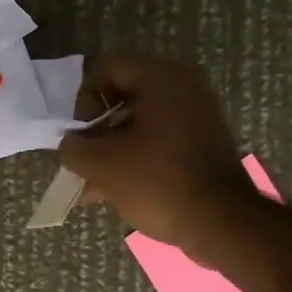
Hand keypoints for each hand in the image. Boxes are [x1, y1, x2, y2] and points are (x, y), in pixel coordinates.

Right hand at [58, 56, 254, 257]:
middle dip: (96, 131)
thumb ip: (74, 149)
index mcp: (162, 79)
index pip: (107, 68)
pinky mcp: (202, 146)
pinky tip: (114, 193)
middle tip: (84, 162)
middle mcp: (183, 89)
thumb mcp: (103, 165)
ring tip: (92, 187)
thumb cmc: (159, 183)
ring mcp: (197, 118)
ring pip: (139, 125)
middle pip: (122, 97)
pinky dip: (135, 161)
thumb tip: (69, 145)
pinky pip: (158, 144)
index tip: (82, 135)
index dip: (84, 100)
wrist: (222, 223)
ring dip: (111, 151)